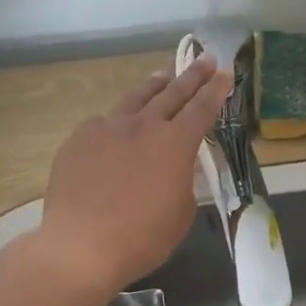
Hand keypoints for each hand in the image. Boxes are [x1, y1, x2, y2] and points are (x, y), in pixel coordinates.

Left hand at [39, 54, 232, 291]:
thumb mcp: (181, 212)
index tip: (226, 73)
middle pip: (172, 92)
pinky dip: (118, 120)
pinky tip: (117, 125)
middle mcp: (143, 126)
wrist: (82, 246)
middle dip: (192, 75)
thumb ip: (183, 181)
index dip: (216, 90)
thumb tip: (175, 170)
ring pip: (135, 98)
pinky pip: (104, 122)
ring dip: (154, 86)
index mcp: (175, 143)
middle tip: (204, 59)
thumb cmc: (142, 237)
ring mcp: (107, 128)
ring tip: (163, 76)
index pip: (202, 108)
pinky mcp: (79, 140)